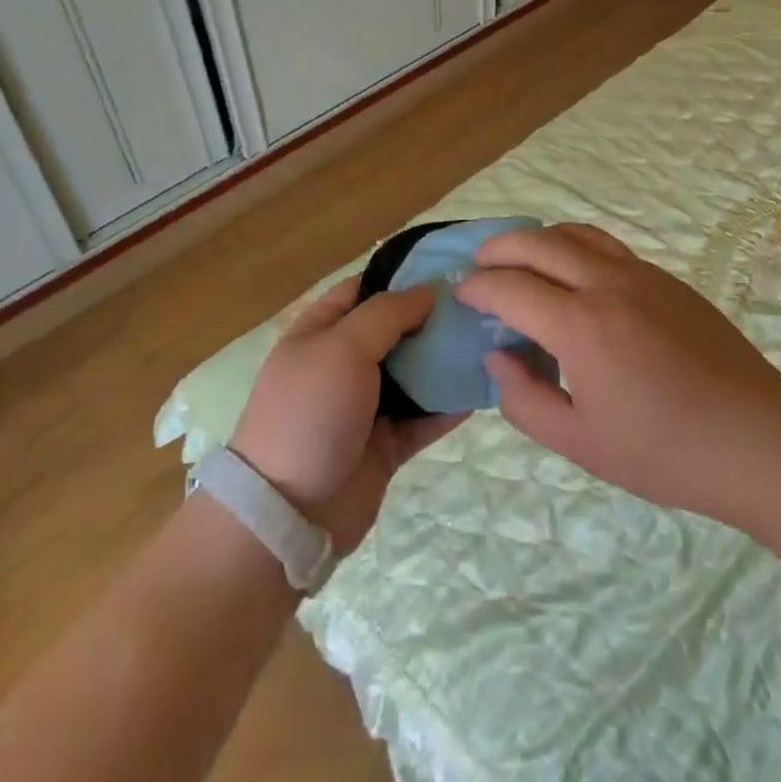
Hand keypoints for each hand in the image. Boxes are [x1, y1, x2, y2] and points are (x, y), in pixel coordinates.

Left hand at [228, 278, 466, 550]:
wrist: (290, 514)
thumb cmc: (310, 412)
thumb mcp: (342, 346)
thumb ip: (387, 314)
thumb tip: (426, 291)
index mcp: (320, 332)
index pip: (363, 289)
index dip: (400, 276)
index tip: (447, 267)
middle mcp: (342, 363)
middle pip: (394, 330)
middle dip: (432, 317)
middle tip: (481, 303)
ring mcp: (364, 406)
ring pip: (413, 373)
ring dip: (445, 359)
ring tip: (490, 340)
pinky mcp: (386, 445)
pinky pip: (424, 417)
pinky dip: (449, 405)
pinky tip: (483, 387)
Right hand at [456, 224, 780, 524]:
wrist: (757, 439)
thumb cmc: (664, 451)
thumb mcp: (580, 443)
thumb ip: (525, 400)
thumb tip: (498, 358)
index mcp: (579, 325)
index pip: (510, 287)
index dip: (478, 288)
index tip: (461, 294)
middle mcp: (606, 284)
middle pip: (538, 242)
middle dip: (499, 248)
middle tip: (480, 265)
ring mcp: (642, 275)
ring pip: (576, 233)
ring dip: (539, 238)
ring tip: (522, 258)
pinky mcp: (668, 280)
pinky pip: (608, 247)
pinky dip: (575, 248)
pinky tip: (575, 277)